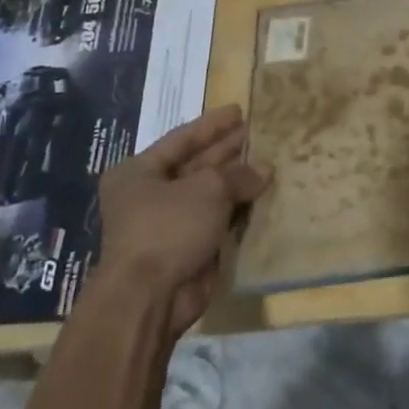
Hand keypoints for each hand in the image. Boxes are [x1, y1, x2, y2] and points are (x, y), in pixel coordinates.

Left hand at [95, 104, 269, 336]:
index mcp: (138, 172)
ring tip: (269, 160)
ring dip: (236, 180)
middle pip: (195, 164)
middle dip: (227, 150)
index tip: (239, 110)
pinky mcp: (187, 249)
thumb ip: (238, 174)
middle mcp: (149, 195)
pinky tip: (263, 196)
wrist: (150, 298)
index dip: (212, 124)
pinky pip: (216, 221)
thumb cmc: (169, 228)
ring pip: (208, 194)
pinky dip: (237, 209)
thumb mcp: (207, 189)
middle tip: (259, 133)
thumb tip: (264, 170)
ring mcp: (168, 224)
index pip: (182, 139)